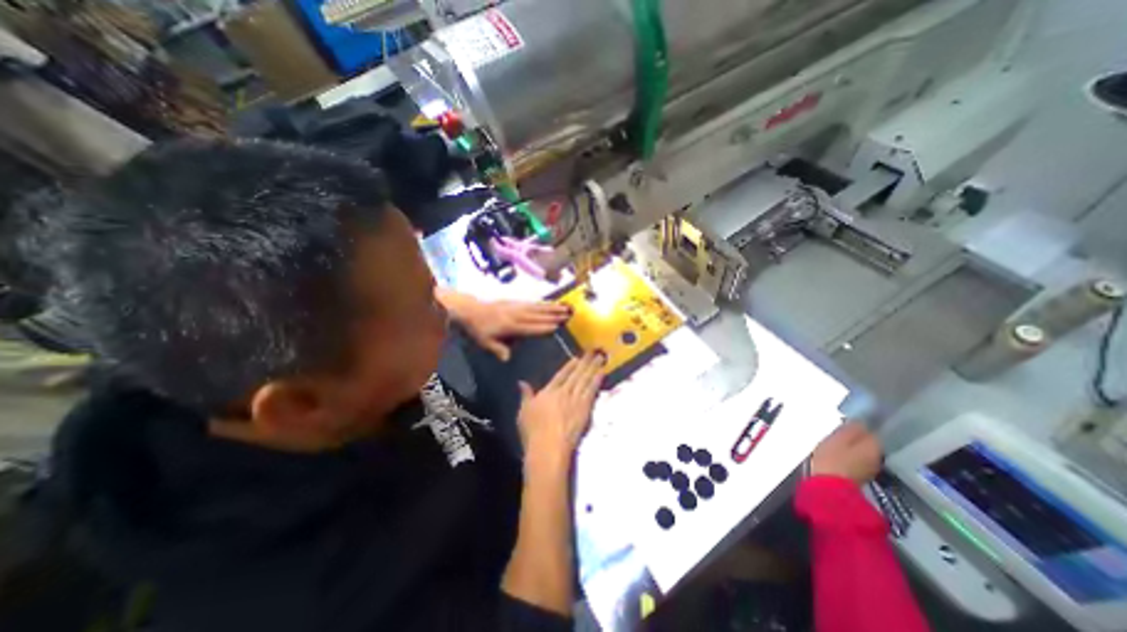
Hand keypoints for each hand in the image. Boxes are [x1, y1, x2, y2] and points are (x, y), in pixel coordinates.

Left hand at [451, 295, 572, 358]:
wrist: (469, 310)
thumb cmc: (478, 329)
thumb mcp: (485, 342)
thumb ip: (498, 349)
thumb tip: (508, 359)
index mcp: (510, 326)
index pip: (530, 327)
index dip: (543, 327)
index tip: (557, 326)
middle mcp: (516, 314)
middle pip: (537, 315)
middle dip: (553, 315)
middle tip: (567, 315)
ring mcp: (516, 306)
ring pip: (537, 307)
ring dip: (551, 307)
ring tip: (564, 307)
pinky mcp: (515, 302)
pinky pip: (532, 302)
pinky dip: (543, 303)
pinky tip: (550, 303)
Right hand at [518, 353, 607, 470]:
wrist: (548, 447)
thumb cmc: (533, 431)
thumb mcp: (524, 412)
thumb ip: (525, 395)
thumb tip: (521, 382)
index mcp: (549, 392)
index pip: (561, 375)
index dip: (569, 366)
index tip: (576, 357)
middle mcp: (564, 393)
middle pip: (576, 375)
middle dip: (585, 362)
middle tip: (594, 351)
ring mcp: (576, 401)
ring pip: (586, 380)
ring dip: (593, 368)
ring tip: (601, 358)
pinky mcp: (585, 410)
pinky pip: (592, 392)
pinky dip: (597, 382)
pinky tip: (602, 374)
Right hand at [816, 423, 883, 486]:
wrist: (830, 486)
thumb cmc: (832, 457)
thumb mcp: (838, 437)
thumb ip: (851, 428)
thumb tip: (861, 421)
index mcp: (874, 445)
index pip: (872, 430)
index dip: (860, 425)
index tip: (846, 422)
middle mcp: (878, 457)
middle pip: (868, 442)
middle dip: (857, 437)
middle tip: (840, 432)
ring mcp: (871, 468)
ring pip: (863, 451)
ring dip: (853, 447)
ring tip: (837, 443)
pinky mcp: (861, 476)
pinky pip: (858, 460)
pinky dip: (851, 456)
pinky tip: (839, 454)